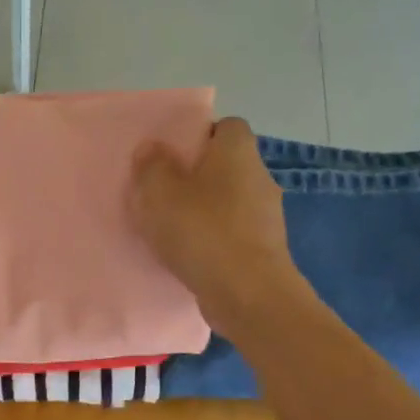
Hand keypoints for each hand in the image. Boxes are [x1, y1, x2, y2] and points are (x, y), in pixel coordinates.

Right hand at [129, 117, 301, 333]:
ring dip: (205, 211)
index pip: (225, 126)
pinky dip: (215, 239)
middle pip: (226, 166)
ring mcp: (267, 215)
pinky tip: (192, 256)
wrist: (247, 293)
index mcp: (237, 151)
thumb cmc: (202, 232)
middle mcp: (259, 175)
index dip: (198, 136)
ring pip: (229, 201)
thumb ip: (152, 166)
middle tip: (164, 195)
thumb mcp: (159, 193)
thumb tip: (152, 147)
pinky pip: (233, 233)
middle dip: (197, 177)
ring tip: (173, 230)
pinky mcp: (265, 248)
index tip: (171, 157)